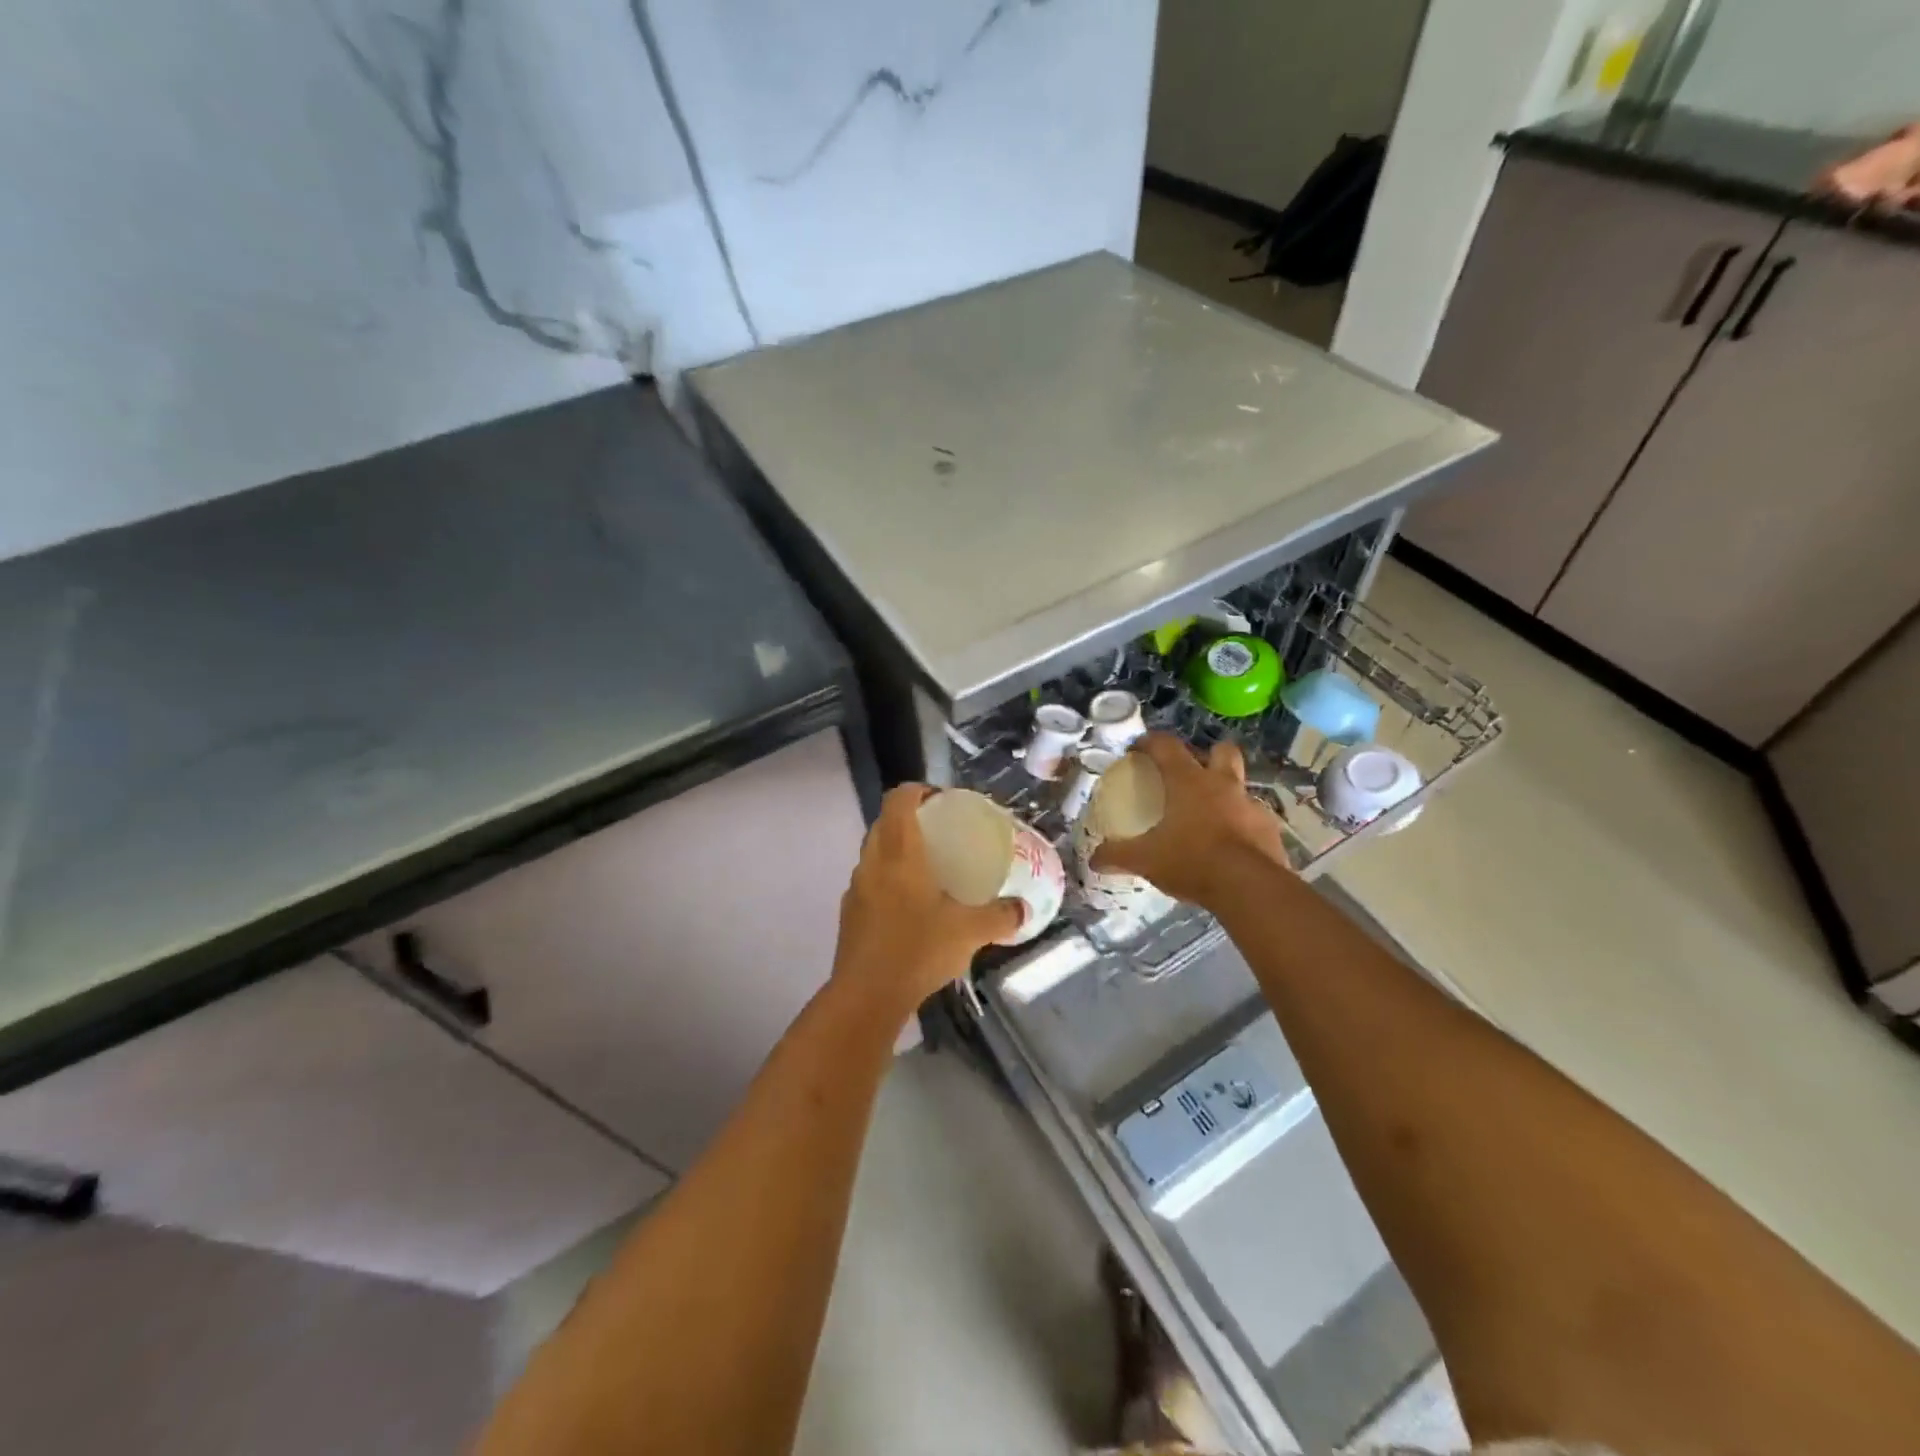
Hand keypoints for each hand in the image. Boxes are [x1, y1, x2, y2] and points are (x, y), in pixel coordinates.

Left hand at [831, 785, 1022, 1017]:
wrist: (866, 996)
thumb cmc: (918, 950)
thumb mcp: (969, 932)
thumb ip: (1000, 916)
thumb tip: (1024, 910)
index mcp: (899, 852)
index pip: (899, 799)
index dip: (918, 790)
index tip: (942, 800)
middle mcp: (872, 861)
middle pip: (885, 822)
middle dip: (911, 820)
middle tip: (942, 833)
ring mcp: (856, 887)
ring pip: (875, 852)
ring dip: (897, 850)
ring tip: (929, 869)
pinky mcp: (849, 913)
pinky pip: (870, 881)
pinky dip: (888, 880)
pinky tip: (911, 906)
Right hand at [1090, 734, 1287, 910]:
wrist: (1249, 888)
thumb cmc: (1191, 860)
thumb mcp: (1146, 860)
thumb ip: (1118, 855)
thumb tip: (1094, 859)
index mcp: (1188, 781)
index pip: (1167, 746)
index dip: (1150, 742)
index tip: (1137, 750)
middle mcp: (1222, 784)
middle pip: (1221, 750)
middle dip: (1207, 754)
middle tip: (1191, 773)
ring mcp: (1251, 805)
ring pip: (1241, 785)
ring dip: (1227, 793)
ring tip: (1211, 815)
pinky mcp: (1270, 830)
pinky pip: (1254, 819)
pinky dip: (1242, 826)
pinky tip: (1232, 846)